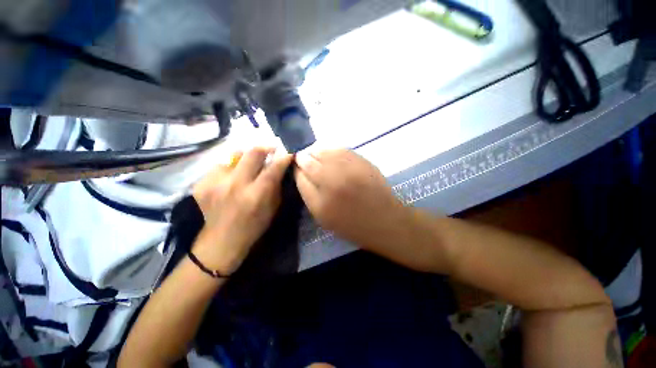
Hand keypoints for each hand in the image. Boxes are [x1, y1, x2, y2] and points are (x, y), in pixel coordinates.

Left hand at [192, 148, 292, 274]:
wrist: (223, 240)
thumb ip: (276, 185)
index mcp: (256, 194)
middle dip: (265, 148)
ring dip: (245, 158)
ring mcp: (215, 183)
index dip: (284, 156)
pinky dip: (229, 169)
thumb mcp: (273, 207)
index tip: (289, 150)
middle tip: (270, 149)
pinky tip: (230, 179)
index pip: (274, 167)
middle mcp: (235, 185)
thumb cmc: (255, 225)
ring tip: (247, 166)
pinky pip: (220, 166)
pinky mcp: (201, 184)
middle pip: (252, 153)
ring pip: (234, 155)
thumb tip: (279, 166)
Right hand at [295, 150, 411, 251]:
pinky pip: (339, 149)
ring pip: (323, 151)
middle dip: (302, 158)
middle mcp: (332, 183)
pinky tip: (330, 154)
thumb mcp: (324, 218)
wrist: (385, 220)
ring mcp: (348, 169)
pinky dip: (331, 150)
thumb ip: (309, 195)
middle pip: (308, 161)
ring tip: (315, 155)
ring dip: (315, 152)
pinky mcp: (361, 162)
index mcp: (321, 203)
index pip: (300, 178)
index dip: (296, 170)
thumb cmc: (352, 225)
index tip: (296, 168)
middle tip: (302, 158)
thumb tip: (301, 174)